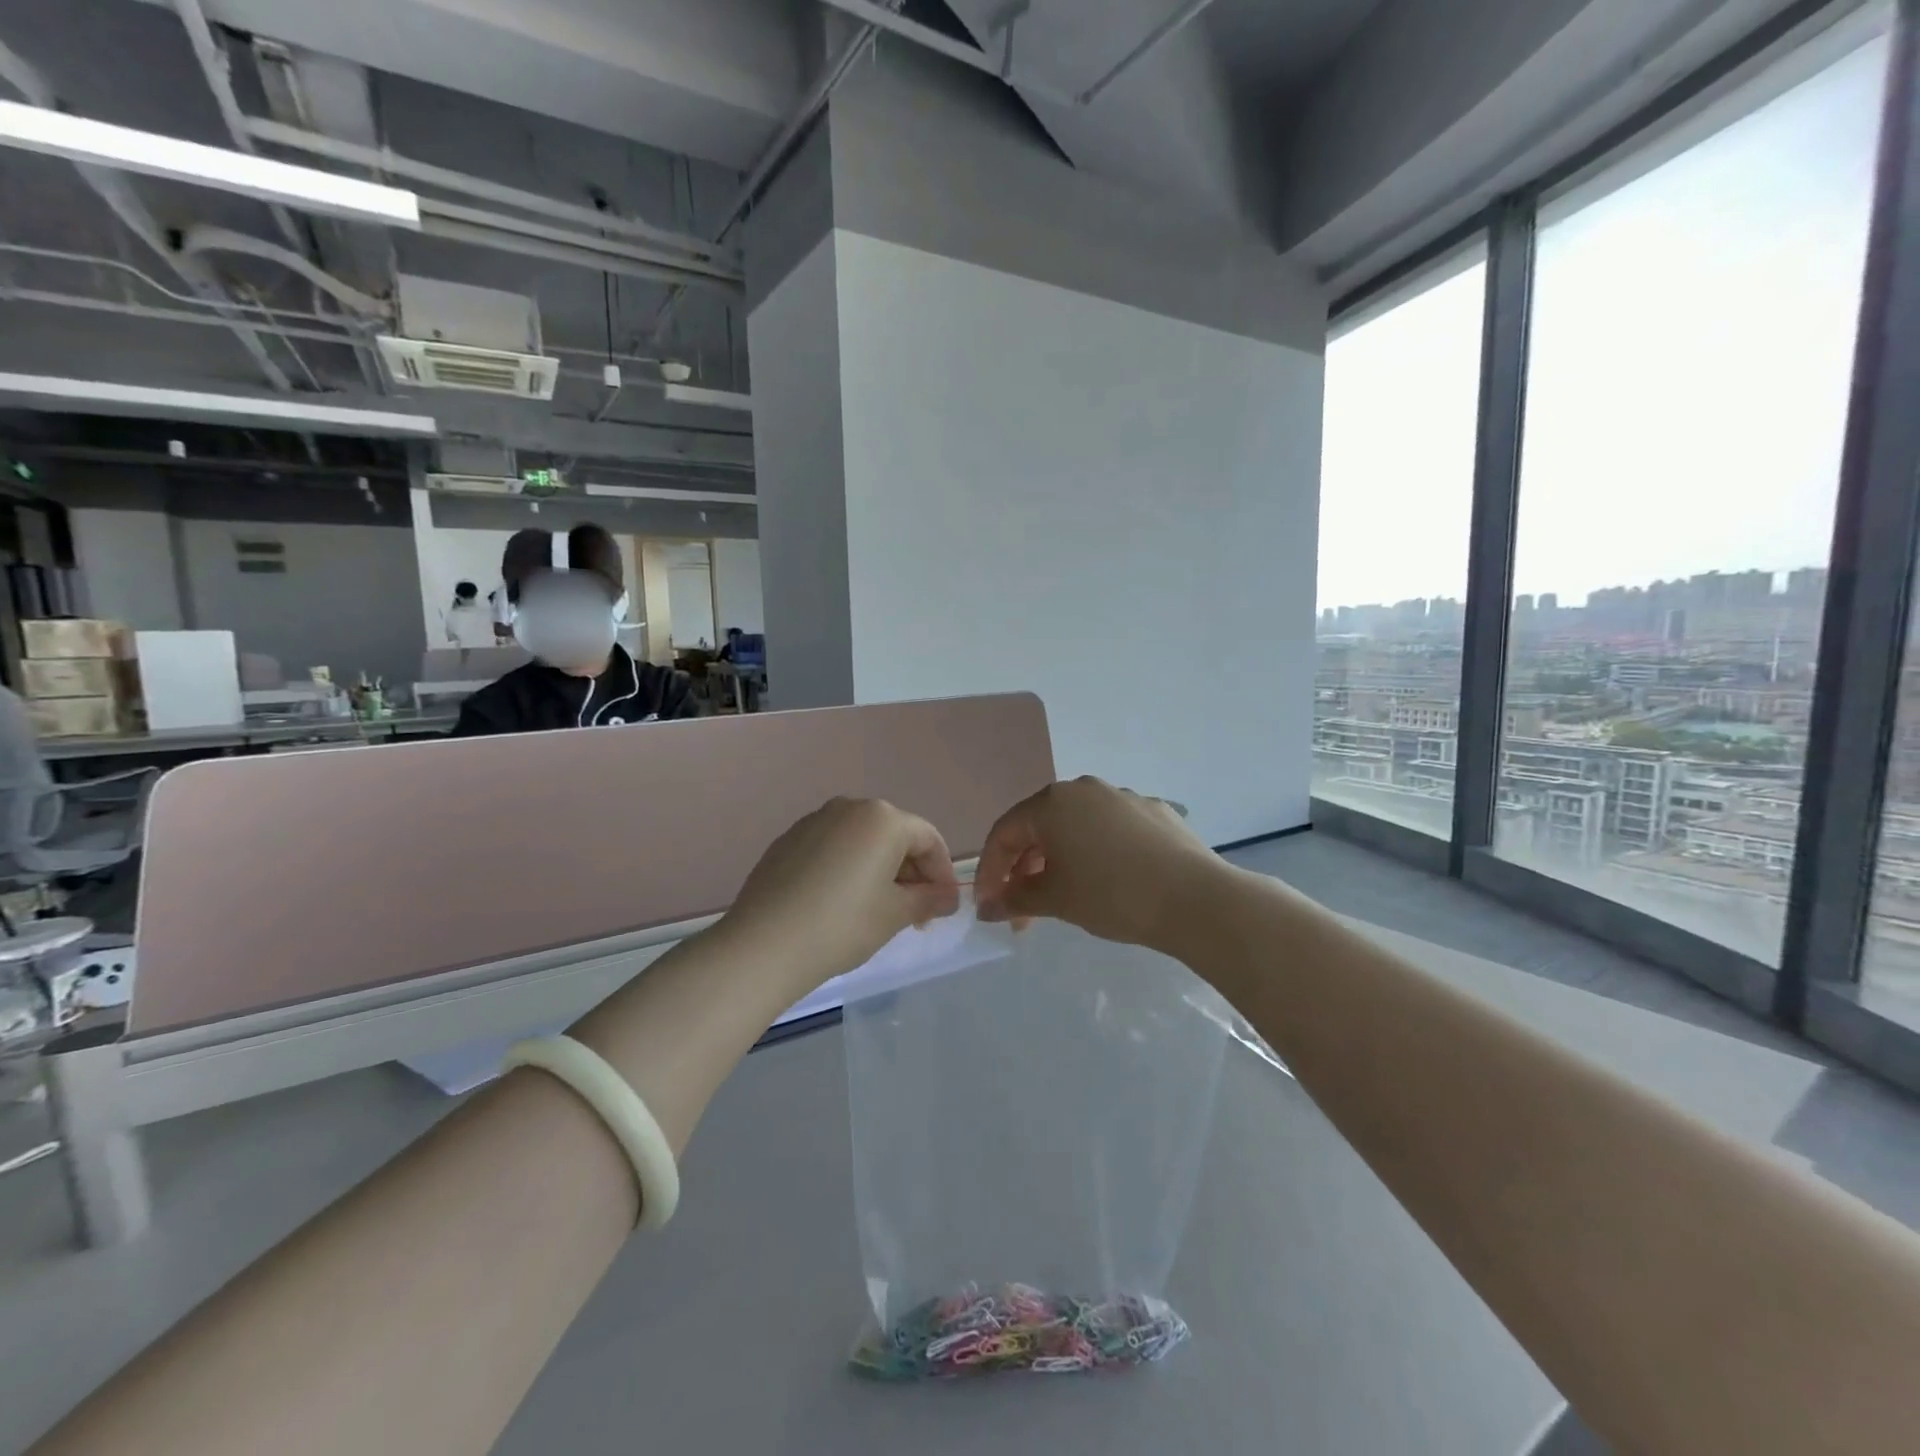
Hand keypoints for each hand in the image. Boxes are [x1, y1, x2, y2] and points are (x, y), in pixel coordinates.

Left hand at [721, 797, 960, 988]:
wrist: (764, 944)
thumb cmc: (843, 924)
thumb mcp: (896, 914)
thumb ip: (929, 899)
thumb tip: (947, 896)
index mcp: (883, 818)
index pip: (928, 839)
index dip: (942, 873)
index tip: (944, 907)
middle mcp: (849, 807)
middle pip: (894, 836)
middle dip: (911, 872)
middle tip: (914, 914)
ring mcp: (814, 821)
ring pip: (862, 841)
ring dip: (879, 870)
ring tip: (878, 910)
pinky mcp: (788, 841)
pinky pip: (832, 848)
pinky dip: (847, 869)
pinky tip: (840, 903)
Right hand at [974, 777, 1222, 949]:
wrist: (1195, 899)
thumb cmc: (1111, 895)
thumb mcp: (1055, 900)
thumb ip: (1013, 900)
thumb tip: (986, 907)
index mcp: (1052, 803)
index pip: (1004, 833)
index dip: (990, 871)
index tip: (989, 906)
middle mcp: (1084, 789)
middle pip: (1040, 827)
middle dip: (1024, 870)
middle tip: (1024, 912)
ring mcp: (1123, 796)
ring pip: (1076, 827)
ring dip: (1060, 861)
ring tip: (1063, 898)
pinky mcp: (1154, 811)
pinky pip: (1110, 830)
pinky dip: (1096, 853)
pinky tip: (1108, 882)